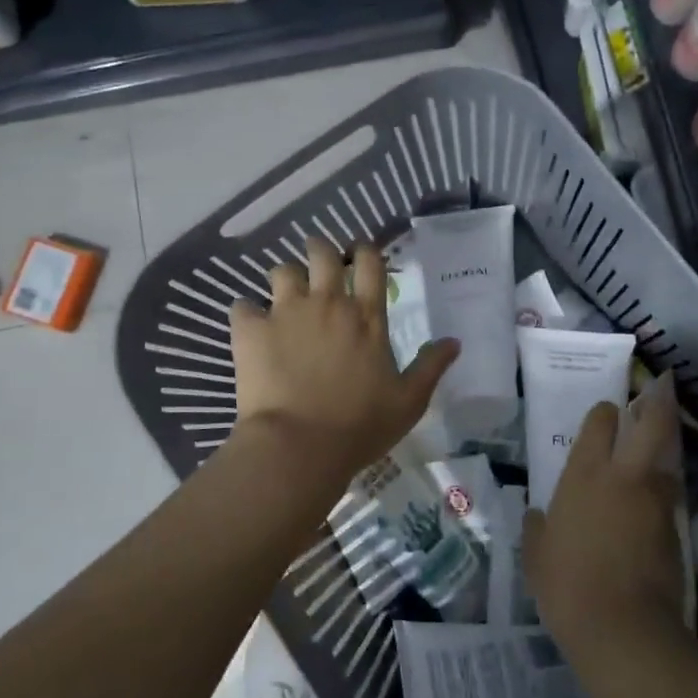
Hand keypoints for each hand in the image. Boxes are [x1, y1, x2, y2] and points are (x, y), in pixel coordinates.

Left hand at [229, 237, 456, 486]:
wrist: (299, 447)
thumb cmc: (360, 426)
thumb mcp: (409, 401)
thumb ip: (431, 366)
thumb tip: (454, 341)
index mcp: (366, 316)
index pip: (370, 263)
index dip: (365, 251)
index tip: (359, 254)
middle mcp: (327, 303)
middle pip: (322, 253)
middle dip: (320, 250)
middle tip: (319, 263)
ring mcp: (286, 313)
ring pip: (281, 271)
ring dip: (285, 278)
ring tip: (285, 295)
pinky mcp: (251, 331)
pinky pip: (242, 305)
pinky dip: (247, 312)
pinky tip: (250, 326)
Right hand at [523, 373, 688, 686]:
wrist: (623, 629)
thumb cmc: (567, 584)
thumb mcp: (536, 556)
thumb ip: (536, 528)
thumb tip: (536, 514)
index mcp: (585, 474)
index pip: (601, 422)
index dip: (605, 414)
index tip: (605, 415)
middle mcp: (624, 476)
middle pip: (652, 424)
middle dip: (656, 406)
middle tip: (656, 396)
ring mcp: (655, 501)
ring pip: (666, 461)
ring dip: (661, 454)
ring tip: (653, 456)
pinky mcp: (676, 529)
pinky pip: (669, 499)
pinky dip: (663, 495)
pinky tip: (652, 508)